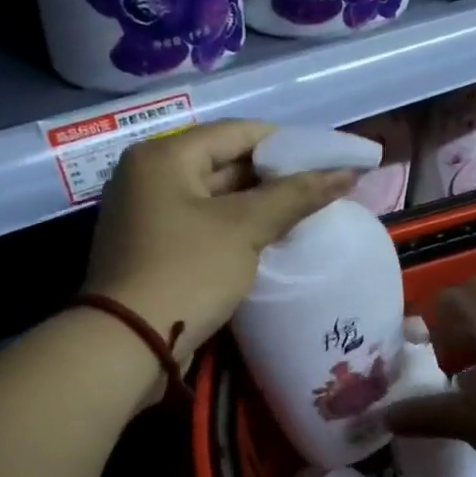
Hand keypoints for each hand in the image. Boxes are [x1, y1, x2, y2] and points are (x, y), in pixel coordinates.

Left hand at [83, 120, 356, 366]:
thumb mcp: (244, 228)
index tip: (326, 159)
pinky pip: (201, 224)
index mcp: (164, 156)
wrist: (129, 344)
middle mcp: (148, 175)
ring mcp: (146, 213)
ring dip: (256, 205)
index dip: (286, 143)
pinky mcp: (150, 247)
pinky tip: (268, 240)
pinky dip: (234, 228)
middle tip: (320, 190)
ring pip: (214, 197)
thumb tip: (347, 172)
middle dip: (273, 177)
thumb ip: (296, 196)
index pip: (237, 132)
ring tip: (303, 214)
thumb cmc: (187, 271)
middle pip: (223, 162)